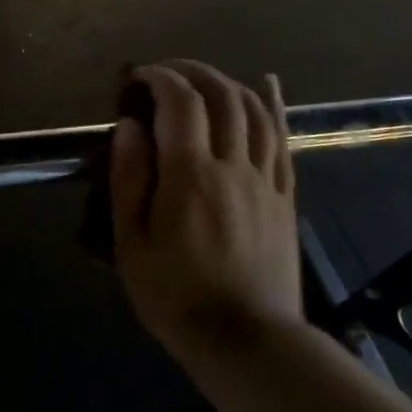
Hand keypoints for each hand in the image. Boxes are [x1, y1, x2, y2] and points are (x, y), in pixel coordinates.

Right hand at [110, 61, 303, 365]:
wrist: (245, 340)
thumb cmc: (174, 294)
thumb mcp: (131, 242)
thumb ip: (129, 178)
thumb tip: (130, 125)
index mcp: (189, 175)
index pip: (180, 103)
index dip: (159, 78)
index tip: (137, 78)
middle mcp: (232, 166)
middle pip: (221, 97)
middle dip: (191, 72)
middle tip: (164, 73)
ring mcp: (264, 180)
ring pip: (254, 111)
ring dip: (227, 83)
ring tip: (202, 79)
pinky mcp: (283, 197)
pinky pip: (282, 139)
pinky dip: (273, 106)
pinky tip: (267, 85)